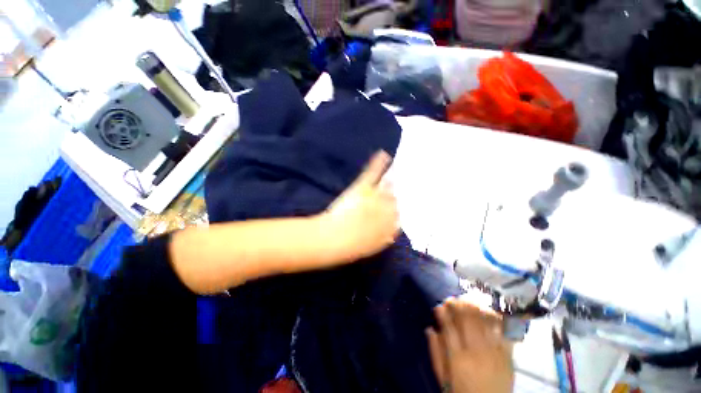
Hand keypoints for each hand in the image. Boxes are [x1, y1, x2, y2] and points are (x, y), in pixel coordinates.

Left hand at [320, 151, 399, 262]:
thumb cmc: (349, 248)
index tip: (397, 209)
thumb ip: (383, 239)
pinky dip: (378, 164)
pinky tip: (383, 155)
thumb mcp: (370, 247)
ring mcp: (375, 197)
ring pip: (388, 186)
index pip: (399, 217)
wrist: (332, 239)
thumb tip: (392, 235)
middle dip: (396, 195)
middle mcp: (386, 210)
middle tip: (397, 190)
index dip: (398, 212)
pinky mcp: (363, 188)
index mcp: (389, 227)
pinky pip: (373, 174)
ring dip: (392, 179)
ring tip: (398, 172)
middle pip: (396, 200)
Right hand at [426, 298, 513, 392]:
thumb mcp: (443, 378)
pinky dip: (496, 320)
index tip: (439, 306)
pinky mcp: (508, 357)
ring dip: (476, 308)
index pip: (449, 327)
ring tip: (469, 301)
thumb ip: (436, 353)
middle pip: (467, 320)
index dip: (443, 313)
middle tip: (453, 299)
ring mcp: (494, 354)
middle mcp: (476, 352)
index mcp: (457, 358)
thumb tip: (430, 329)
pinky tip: (490, 312)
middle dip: (459, 306)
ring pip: (485, 323)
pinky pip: (503, 333)